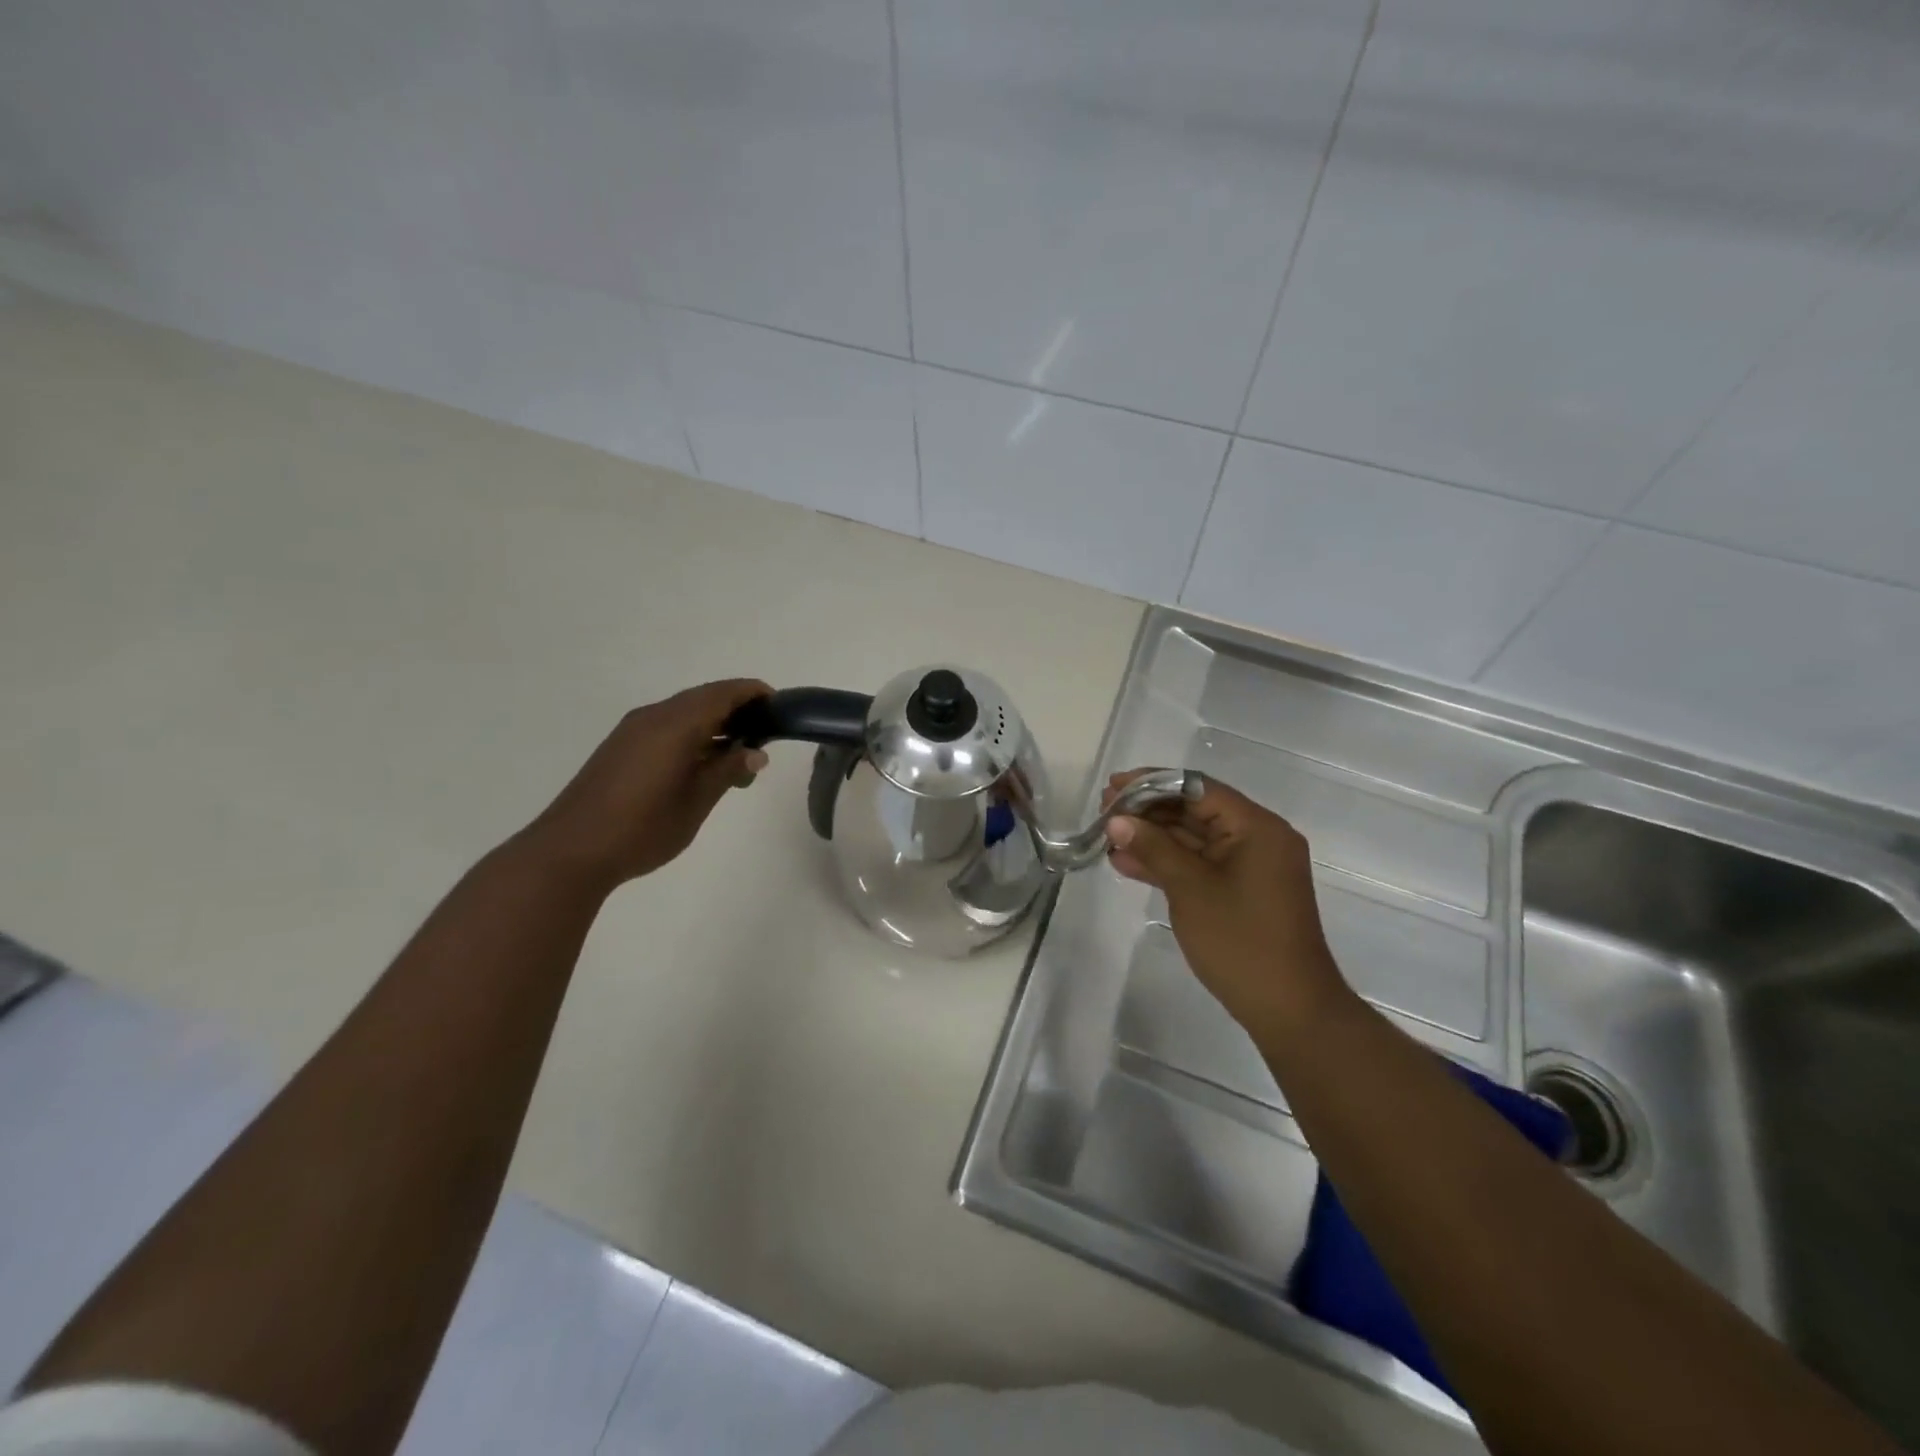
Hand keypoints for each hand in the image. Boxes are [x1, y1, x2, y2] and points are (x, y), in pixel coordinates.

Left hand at [522, 679, 771, 890]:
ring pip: (684, 713)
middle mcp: (653, 716)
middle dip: (737, 711)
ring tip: (738, 758)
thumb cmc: (643, 828)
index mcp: (675, 724)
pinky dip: (692, 735)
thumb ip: (728, 770)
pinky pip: (666, 727)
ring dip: (714, 725)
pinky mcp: (621, 748)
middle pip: (704, 698)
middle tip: (765, 738)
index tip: (780, 708)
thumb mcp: (696, 801)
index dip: (753, 694)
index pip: (723, 693)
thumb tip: (756, 752)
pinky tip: (703, 765)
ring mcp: (633, 731)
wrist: (570, 851)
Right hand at [1103, 769, 1350, 1032]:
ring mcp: (1250, 866)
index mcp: (1256, 827)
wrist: (1289, 1009)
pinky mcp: (1240, 890)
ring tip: (1108, 837)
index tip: (1114, 788)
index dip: (1152, 783)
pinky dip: (1167, 862)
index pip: (1198, 788)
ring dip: (1153, 837)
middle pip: (1195, 810)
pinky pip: (1200, 864)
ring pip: (1194, 838)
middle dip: (1149, 811)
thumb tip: (1117, 820)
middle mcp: (1257, 838)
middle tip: (1104, 812)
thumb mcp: (1191, 889)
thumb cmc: (1241, 941)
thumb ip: (1153, 848)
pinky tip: (1127, 863)